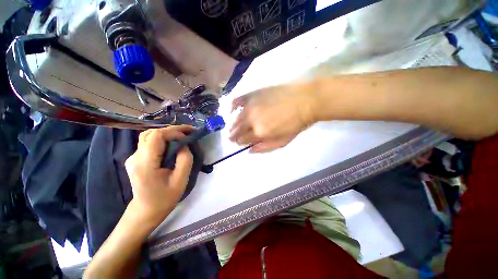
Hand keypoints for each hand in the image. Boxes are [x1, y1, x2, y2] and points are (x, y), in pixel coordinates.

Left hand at [125, 126, 193, 225]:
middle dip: (172, 130)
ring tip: (182, 135)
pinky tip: (173, 143)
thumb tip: (183, 145)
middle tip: (188, 132)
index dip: (174, 132)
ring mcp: (133, 157)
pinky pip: (149, 142)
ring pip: (149, 135)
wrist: (146, 210)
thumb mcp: (181, 180)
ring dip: (167, 133)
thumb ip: (185, 160)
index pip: (156, 136)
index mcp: (145, 163)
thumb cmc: (165, 198)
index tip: (187, 138)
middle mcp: (135, 157)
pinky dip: (162, 139)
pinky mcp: (136, 158)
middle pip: (151, 133)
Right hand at [229, 83, 317, 152]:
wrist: (305, 100)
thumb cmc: (296, 123)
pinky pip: (236, 101)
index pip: (241, 140)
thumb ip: (265, 147)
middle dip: (232, 135)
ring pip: (235, 118)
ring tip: (232, 127)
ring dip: (232, 125)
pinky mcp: (252, 94)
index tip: (238, 143)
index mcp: (260, 132)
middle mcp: (252, 119)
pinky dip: (232, 107)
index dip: (238, 142)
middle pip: (235, 130)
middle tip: (232, 137)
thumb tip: (249, 151)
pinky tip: (233, 110)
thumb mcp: (283, 141)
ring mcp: (251, 105)